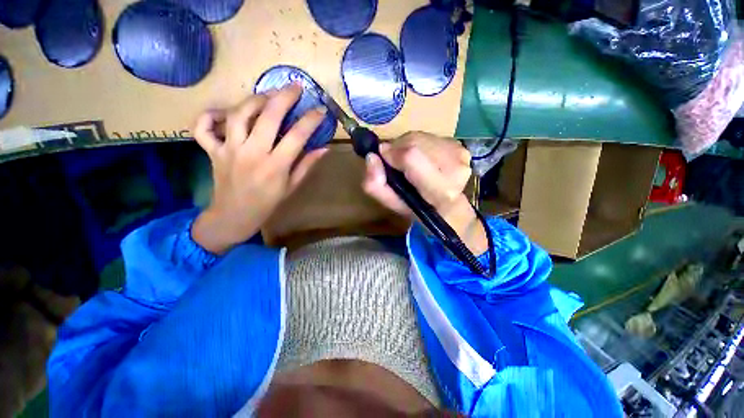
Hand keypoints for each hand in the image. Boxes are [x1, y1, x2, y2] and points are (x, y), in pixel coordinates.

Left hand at [191, 84, 327, 253]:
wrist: (234, 216)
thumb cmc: (268, 203)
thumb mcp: (292, 187)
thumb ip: (307, 165)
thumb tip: (324, 149)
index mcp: (276, 165)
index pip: (297, 136)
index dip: (311, 120)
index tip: (321, 111)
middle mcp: (252, 153)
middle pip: (269, 116)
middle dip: (285, 97)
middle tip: (296, 87)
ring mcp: (229, 149)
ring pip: (238, 114)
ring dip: (255, 100)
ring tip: (268, 94)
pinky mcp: (212, 150)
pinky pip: (203, 128)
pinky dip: (209, 116)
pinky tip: (222, 112)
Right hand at [363, 132, 487, 254]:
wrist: (447, 206)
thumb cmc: (418, 207)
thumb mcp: (392, 203)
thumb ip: (375, 185)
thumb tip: (371, 157)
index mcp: (440, 190)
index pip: (411, 156)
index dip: (393, 154)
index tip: (385, 159)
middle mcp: (456, 169)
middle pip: (414, 142)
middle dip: (398, 148)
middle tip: (395, 162)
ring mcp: (461, 155)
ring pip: (420, 136)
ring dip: (407, 145)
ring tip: (408, 161)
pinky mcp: (461, 146)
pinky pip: (429, 136)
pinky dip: (418, 143)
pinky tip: (421, 157)